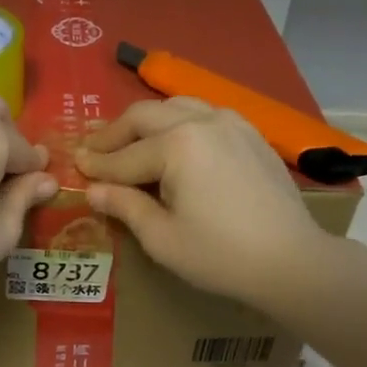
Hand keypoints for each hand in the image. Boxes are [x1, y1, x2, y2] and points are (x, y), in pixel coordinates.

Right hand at [76, 98, 334, 309]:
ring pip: (175, 106)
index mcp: (177, 145)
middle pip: (145, 116)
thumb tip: (93, 190)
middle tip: (93, 150)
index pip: (124, 156)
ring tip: (128, 141)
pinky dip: (178, 122)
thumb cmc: (220, 255)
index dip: (96, 165)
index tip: (74, 166)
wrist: (292, 260)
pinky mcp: (250, 133)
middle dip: (114, 133)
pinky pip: (204, 114)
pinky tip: (172, 142)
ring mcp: (231, 122)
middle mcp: (202, 120)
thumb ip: (125, 206)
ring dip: (146, 122)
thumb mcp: (162, 238)